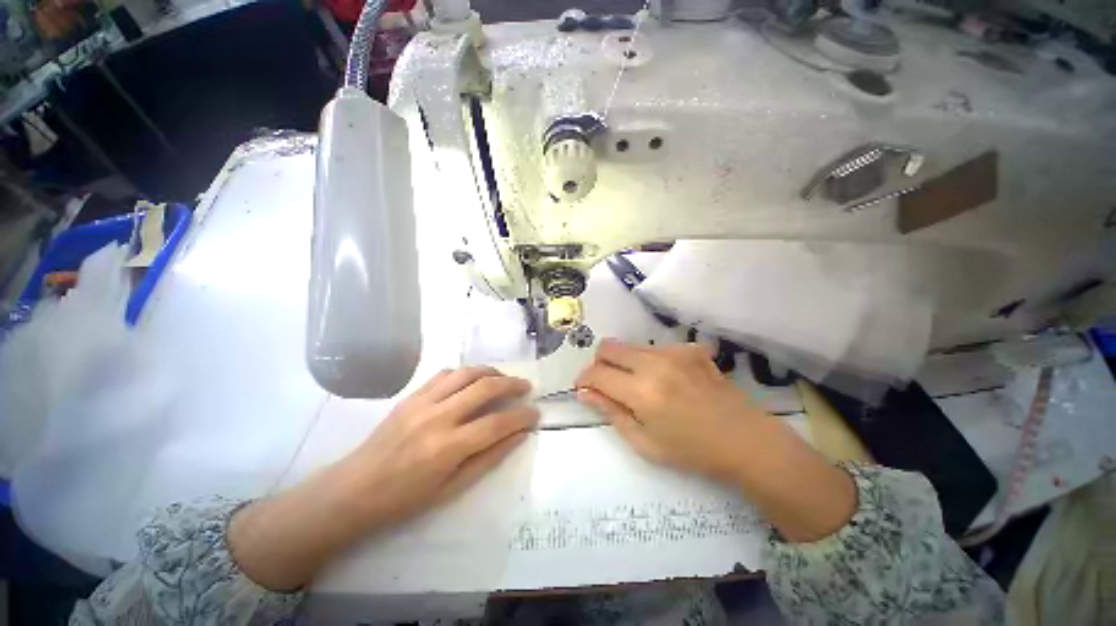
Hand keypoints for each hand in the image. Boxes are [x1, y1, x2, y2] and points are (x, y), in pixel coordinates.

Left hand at [229, 367, 536, 590]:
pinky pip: (444, 374)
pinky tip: (471, 380)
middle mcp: (437, 417)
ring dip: (490, 371)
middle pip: (484, 387)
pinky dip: (465, 373)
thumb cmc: (404, 499)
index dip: (521, 416)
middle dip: (511, 384)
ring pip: (466, 373)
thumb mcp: (452, 489)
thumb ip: (489, 458)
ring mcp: (422, 402)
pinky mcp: (411, 396)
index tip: (535, 413)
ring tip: (503, 378)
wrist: (353, 491)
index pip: (497, 423)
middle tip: (525, 386)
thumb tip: (519, 435)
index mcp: (447, 447)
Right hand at [576, 340, 854, 542]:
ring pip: (630, 345)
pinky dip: (648, 361)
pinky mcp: (690, 348)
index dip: (584, 380)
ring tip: (636, 385)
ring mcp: (675, 351)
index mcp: (642, 391)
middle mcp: (655, 363)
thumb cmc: (692, 452)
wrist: (745, 441)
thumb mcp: (644, 443)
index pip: (597, 373)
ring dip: (623, 362)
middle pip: (609, 347)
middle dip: (599, 364)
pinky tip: (663, 381)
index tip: (583, 389)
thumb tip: (584, 392)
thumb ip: (610, 411)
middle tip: (605, 385)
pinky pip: (655, 348)